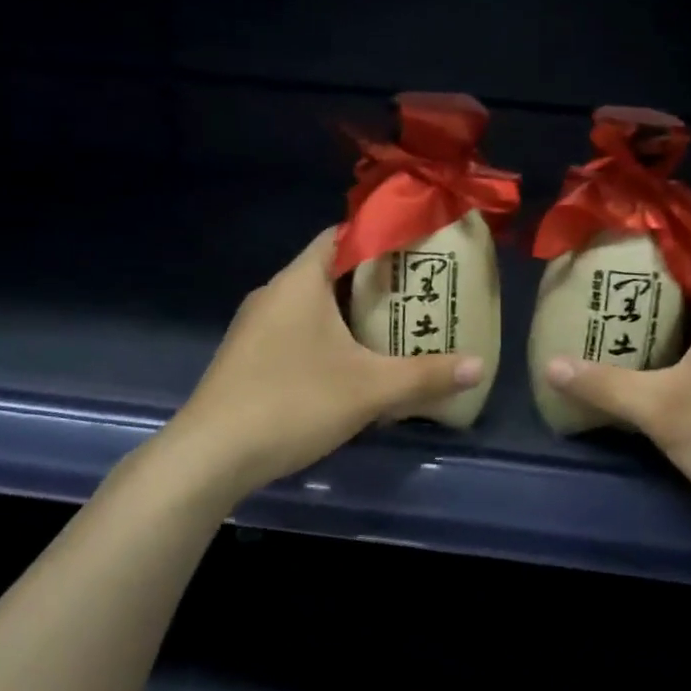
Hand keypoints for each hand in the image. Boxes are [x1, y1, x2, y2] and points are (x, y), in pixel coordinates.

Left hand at [170, 228, 484, 491]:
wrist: (210, 455)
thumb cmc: (293, 402)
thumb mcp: (370, 390)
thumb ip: (426, 376)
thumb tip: (480, 366)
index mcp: (300, 281)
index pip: (341, 235)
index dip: (379, 238)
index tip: (416, 252)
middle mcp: (274, 293)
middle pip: (330, 270)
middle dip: (373, 281)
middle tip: (416, 295)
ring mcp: (255, 326)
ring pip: (311, 305)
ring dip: (349, 313)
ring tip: (391, 329)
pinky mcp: (246, 356)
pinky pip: (295, 331)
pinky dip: (325, 337)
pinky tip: (348, 367)